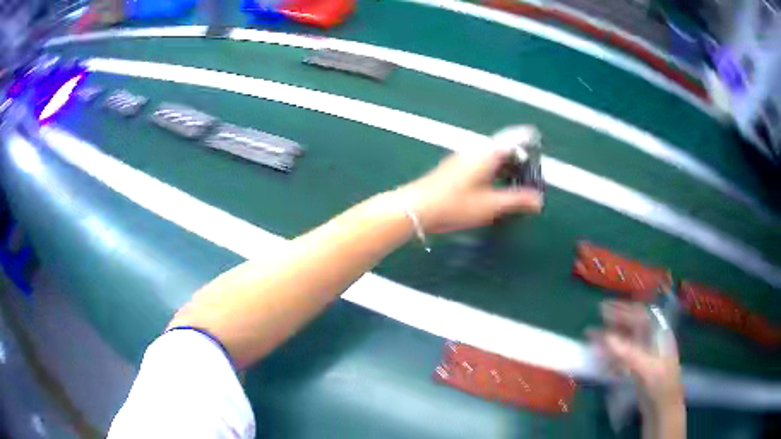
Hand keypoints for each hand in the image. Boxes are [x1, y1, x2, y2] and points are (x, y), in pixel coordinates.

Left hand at [395, 147, 542, 233]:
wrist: (416, 208)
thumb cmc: (453, 206)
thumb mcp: (490, 206)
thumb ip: (517, 201)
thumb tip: (538, 200)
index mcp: (487, 154)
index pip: (514, 141)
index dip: (529, 143)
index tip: (539, 143)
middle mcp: (475, 151)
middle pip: (503, 148)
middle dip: (519, 159)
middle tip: (531, 173)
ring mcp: (463, 158)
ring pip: (491, 156)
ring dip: (506, 166)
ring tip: (516, 182)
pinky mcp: (455, 168)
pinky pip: (481, 163)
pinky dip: (494, 171)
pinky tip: (494, 187)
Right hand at [590, 301, 683, 415]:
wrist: (662, 410)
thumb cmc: (660, 385)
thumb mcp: (646, 369)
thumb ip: (627, 353)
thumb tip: (605, 336)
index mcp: (659, 334)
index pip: (640, 315)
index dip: (623, 309)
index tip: (604, 308)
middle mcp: (652, 341)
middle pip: (633, 325)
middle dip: (615, 320)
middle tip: (597, 315)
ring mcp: (644, 356)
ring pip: (626, 341)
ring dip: (610, 337)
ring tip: (593, 335)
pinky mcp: (637, 370)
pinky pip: (622, 356)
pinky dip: (610, 354)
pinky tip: (599, 355)